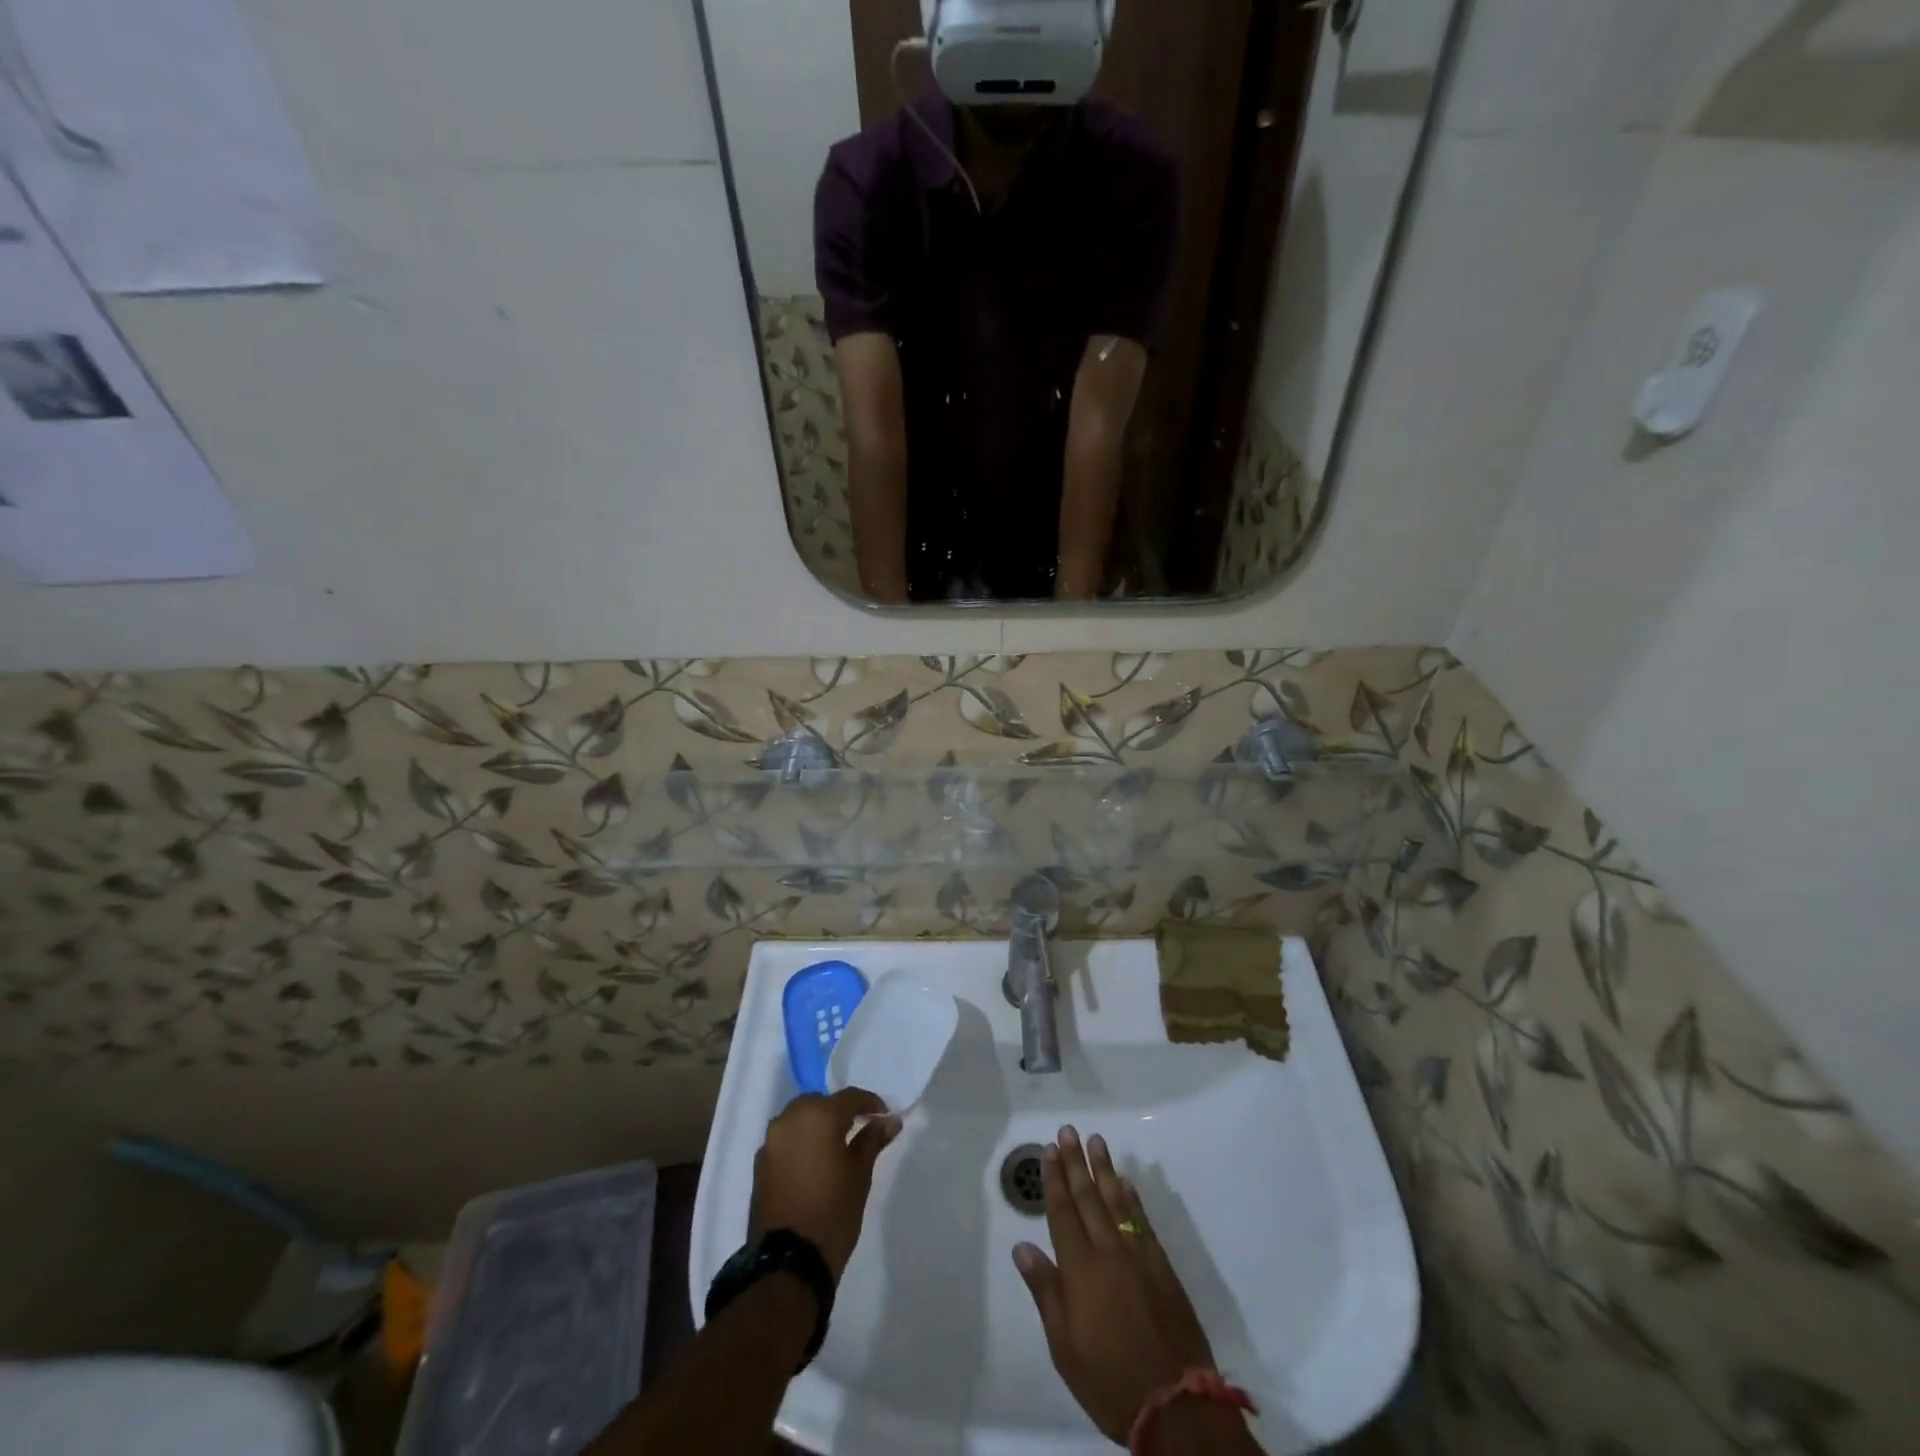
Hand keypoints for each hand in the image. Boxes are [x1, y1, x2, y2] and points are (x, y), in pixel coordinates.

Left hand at [750, 1088, 900, 1282]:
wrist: (788, 1262)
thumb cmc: (833, 1212)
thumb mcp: (860, 1175)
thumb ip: (872, 1140)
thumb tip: (889, 1121)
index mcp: (818, 1115)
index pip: (850, 1097)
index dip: (870, 1103)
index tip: (884, 1116)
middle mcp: (790, 1118)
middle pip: (820, 1103)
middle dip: (839, 1112)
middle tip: (858, 1128)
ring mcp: (771, 1141)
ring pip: (799, 1119)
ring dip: (817, 1125)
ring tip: (835, 1146)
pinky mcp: (760, 1163)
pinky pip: (785, 1139)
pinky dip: (800, 1142)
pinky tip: (813, 1163)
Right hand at [1013, 1126, 1216, 1443]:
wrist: (1174, 1404)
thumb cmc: (1109, 1379)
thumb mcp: (1064, 1346)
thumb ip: (1045, 1291)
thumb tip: (1022, 1247)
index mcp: (1080, 1269)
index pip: (1063, 1213)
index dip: (1054, 1180)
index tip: (1049, 1150)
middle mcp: (1108, 1251)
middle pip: (1088, 1198)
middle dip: (1076, 1163)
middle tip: (1068, 1131)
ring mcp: (1138, 1255)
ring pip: (1117, 1201)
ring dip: (1104, 1169)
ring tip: (1096, 1141)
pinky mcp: (1161, 1266)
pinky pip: (1142, 1221)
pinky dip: (1132, 1198)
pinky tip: (1126, 1183)